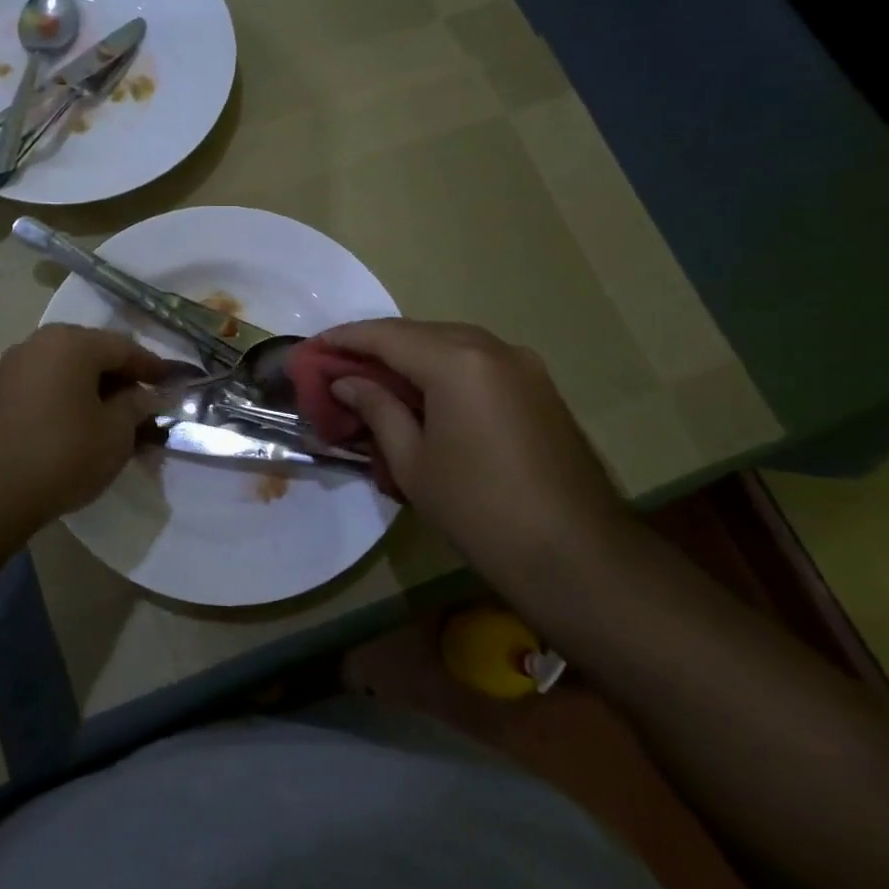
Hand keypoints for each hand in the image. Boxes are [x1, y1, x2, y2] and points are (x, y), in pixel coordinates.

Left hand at [0, 323, 167, 532]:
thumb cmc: (61, 453)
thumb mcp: (115, 434)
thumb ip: (136, 407)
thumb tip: (144, 396)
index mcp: (73, 342)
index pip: (125, 347)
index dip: (153, 368)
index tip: (174, 385)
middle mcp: (40, 343)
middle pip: (94, 356)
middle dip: (123, 382)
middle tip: (145, 409)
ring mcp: (13, 368)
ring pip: (68, 374)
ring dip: (95, 395)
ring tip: (115, 426)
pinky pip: (45, 389)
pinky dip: (68, 404)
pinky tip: (80, 432)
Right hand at [319, 320, 626, 580]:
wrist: (576, 555)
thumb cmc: (479, 509)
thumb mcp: (412, 461)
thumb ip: (377, 408)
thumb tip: (347, 381)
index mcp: (457, 361)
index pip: (387, 335)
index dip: (344, 339)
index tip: (312, 348)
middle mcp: (492, 348)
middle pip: (419, 332)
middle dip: (376, 345)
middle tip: (338, 366)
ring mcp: (523, 365)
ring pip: (450, 344)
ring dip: (410, 355)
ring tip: (374, 378)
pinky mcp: (538, 387)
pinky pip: (477, 362)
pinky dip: (442, 369)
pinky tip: (422, 393)